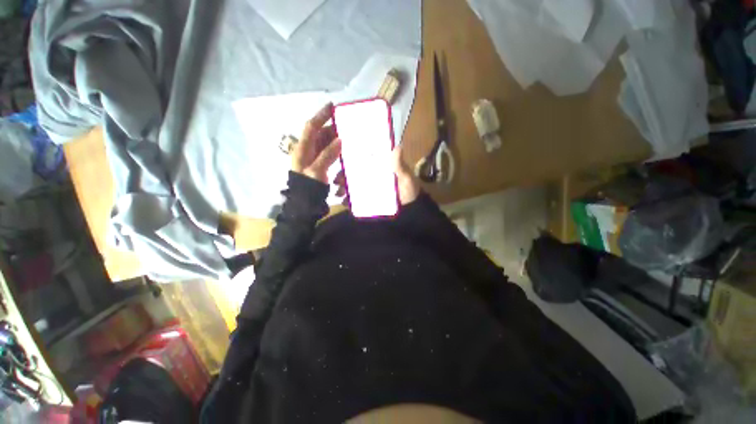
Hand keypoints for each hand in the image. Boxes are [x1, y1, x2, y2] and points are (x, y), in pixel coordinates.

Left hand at [291, 103, 341, 183]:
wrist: (305, 203)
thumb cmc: (308, 187)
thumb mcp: (316, 171)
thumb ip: (327, 155)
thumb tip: (340, 139)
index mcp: (303, 148)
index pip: (311, 127)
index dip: (321, 115)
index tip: (333, 106)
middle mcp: (308, 149)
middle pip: (321, 134)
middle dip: (333, 128)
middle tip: (348, 126)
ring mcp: (315, 157)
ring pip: (326, 142)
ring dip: (337, 139)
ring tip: (349, 137)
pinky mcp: (321, 164)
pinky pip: (330, 152)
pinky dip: (337, 150)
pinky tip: (346, 151)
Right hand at [331, 145, 419, 206]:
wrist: (410, 210)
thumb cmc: (409, 190)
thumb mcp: (405, 177)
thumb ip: (399, 166)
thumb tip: (397, 147)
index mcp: (379, 167)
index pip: (363, 159)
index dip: (351, 158)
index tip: (341, 158)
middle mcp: (372, 176)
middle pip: (353, 173)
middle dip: (342, 175)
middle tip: (336, 180)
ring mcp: (369, 189)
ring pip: (352, 186)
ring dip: (343, 188)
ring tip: (338, 193)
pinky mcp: (368, 200)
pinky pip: (356, 199)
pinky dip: (348, 201)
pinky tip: (343, 202)